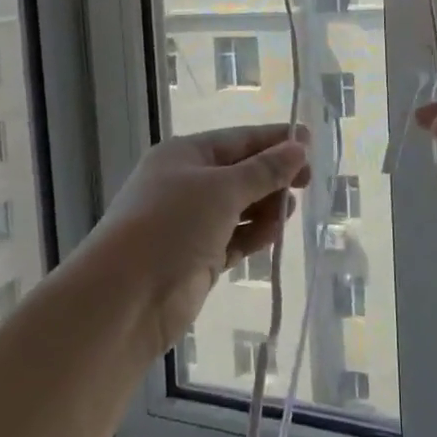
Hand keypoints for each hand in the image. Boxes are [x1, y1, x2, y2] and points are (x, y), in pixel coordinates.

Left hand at [90, 125, 310, 353]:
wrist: (126, 297)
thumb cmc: (172, 225)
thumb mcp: (222, 189)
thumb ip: (264, 170)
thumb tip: (298, 148)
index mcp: (184, 155)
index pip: (238, 140)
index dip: (274, 140)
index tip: (310, 143)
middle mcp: (186, 184)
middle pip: (240, 172)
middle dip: (273, 176)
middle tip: (307, 182)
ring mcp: (190, 223)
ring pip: (239, 207)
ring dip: (266, 207)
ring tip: (288, 211)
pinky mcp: (197, 257)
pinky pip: (234, 238)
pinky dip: (254, 235)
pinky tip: (274, 234)